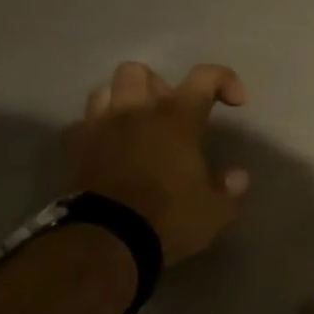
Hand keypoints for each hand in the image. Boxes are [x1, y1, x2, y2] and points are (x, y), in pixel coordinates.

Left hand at [71, 62, 249, 262]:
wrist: (107, 241)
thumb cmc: (169, 219)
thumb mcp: (215, 210)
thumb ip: (229, 188)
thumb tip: (236, 176)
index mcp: (176, 118)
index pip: (204, 77)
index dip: (224, 80)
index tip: (235, 102)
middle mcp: (136, 111)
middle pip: (141, 72)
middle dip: (159, 87)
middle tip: (173, 116)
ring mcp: (101, 127)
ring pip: (105, 89)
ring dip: (124, 101)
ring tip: (138, 126)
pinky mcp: (76, 149)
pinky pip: (85, 123)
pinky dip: (99, 129)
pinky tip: (111, 148)